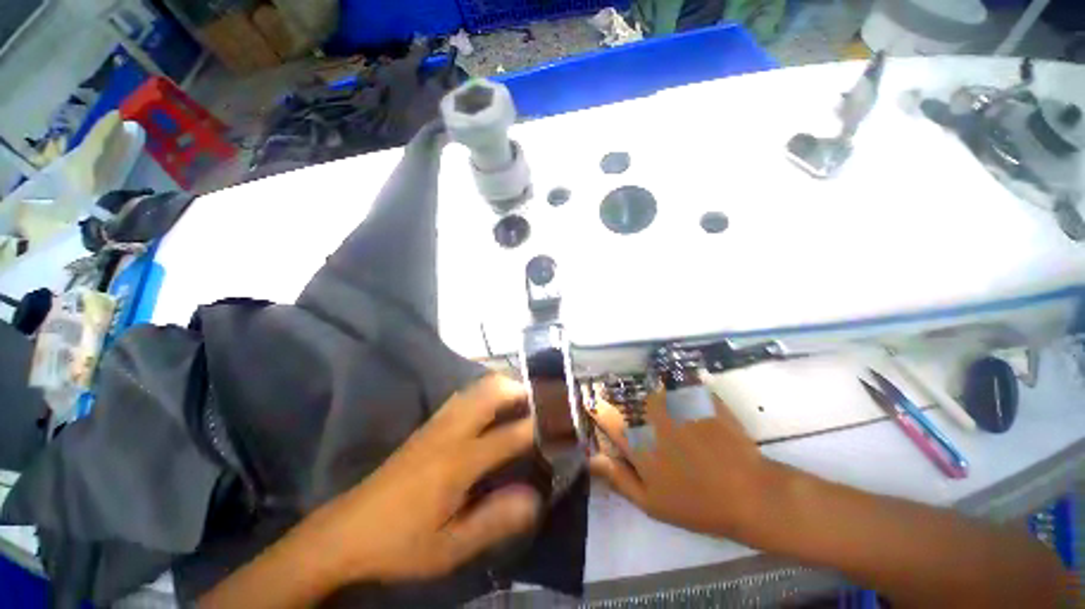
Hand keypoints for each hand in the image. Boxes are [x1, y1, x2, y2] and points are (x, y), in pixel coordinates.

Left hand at [304, 375, 541, 583]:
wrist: (346, 531)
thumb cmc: (400, 543)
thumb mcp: (448, 548)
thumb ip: (493, 521)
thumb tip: (534, 497)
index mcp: (459, 461)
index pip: (512, 434)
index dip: (541, 426)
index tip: (563, 423)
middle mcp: (451, 431)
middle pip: (492, 391)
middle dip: (522, 390)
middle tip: (544, 402)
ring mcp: (437, 423)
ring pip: (477, 387)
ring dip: (504, 387)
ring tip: (524, 401)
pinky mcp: (428, 424)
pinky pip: (464, 395)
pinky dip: (486, 392)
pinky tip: (492, 407)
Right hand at [589, 384, 774, 538]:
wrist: (750, 493)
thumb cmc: (696, 503)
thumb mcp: (651, 503)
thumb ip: (618, 477)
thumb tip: (590, 458)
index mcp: (636, 440)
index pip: (604, 413)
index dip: (596, 407)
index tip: (594, 406)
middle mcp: (650, 414)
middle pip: (624, 396)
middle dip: (622, 400)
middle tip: (637, 418)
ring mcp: (674, 402)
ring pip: (648, 388)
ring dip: (646, 394)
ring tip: (662, 413)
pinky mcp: (696, 395)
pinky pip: (675, 382)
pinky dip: (672, 387)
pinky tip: (681, 403)